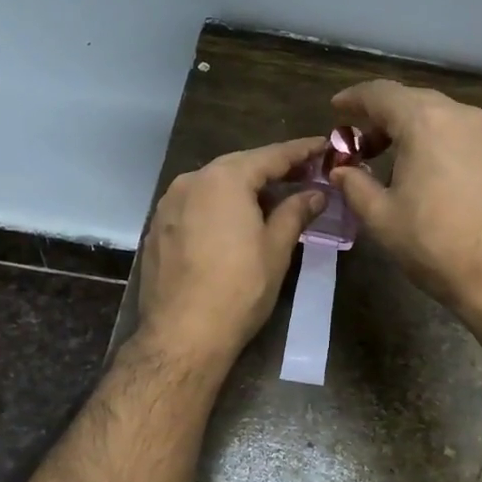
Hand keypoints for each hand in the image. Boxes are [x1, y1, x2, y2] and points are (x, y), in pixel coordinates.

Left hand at [134, 137, 326, 366]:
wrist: (182, 335)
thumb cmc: (239, 289)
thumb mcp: (276, 248)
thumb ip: (296, 212)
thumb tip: (315, 193)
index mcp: (224, 179)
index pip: (271, 156)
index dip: (301, 151)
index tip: (324, 146)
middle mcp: (191, 181)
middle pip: (239, 166)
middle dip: (271, 169)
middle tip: (304, 172)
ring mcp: (168, 204)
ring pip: (214, 185)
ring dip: (244, 188)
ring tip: (273, 198)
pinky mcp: (157, 228)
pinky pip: (196, 205)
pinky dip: (219, 206)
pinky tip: (235, 222)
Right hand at [330, 80, 481, 320]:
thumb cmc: (435, 244)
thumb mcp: (381, 217)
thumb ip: (354, 185)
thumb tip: (341, 171)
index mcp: (425, 121)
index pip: (381, 93)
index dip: (354, 99)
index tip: (336, 109)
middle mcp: (460, 115)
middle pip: (412, 100)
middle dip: (381, 117)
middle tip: (359, 145)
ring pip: (439, 115)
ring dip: (410, 128)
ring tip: (391, 161)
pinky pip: (460, 133)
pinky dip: (436, 140)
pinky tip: (427, 171)